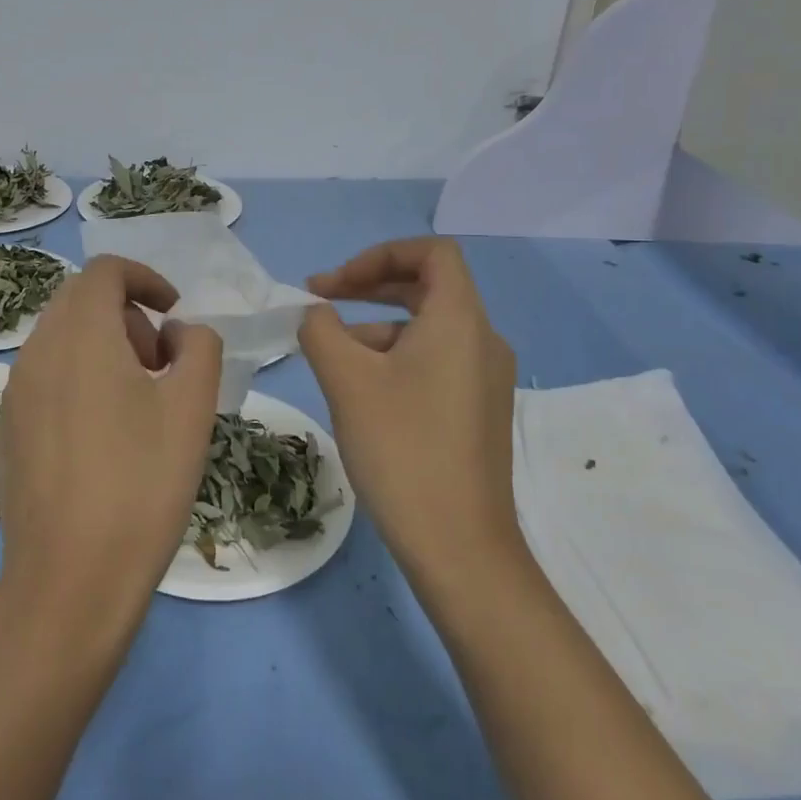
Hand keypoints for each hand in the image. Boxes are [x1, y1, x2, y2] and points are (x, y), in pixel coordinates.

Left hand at [0, 255, 221, 631]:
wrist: (70, 578)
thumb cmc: (142, 483)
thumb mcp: (193, 406)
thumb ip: (198, 346)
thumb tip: (176, 334)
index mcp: (81, 335)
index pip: (105, 271)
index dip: (146, 278)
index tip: (174, 313)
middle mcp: (38, 350)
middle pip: (81, 299)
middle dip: (127, 313)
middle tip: (162, 362)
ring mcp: (15, 390)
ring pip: (61, 336)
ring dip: (104, 343)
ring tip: (139, 399)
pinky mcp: (8, 426)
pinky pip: (46, 374)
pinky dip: (79, 374)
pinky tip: (103, 432)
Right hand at [300, 238, 521, 589]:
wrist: (459, 547)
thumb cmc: (402, 448)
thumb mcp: (347, 380)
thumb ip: (321, 330)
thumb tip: (315, 314)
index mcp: (460, 320)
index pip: (431, 253)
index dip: (379, 254)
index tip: (335, 284)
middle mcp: (482, 340)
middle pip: (427, 287)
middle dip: (369, 287)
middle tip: (320, 302)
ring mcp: (485, 379)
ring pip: (426, 329)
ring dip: (375, 327)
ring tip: (328, 356)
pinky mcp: (478, 411)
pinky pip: (435, 362)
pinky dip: (395, 359)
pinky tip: (359, 392)